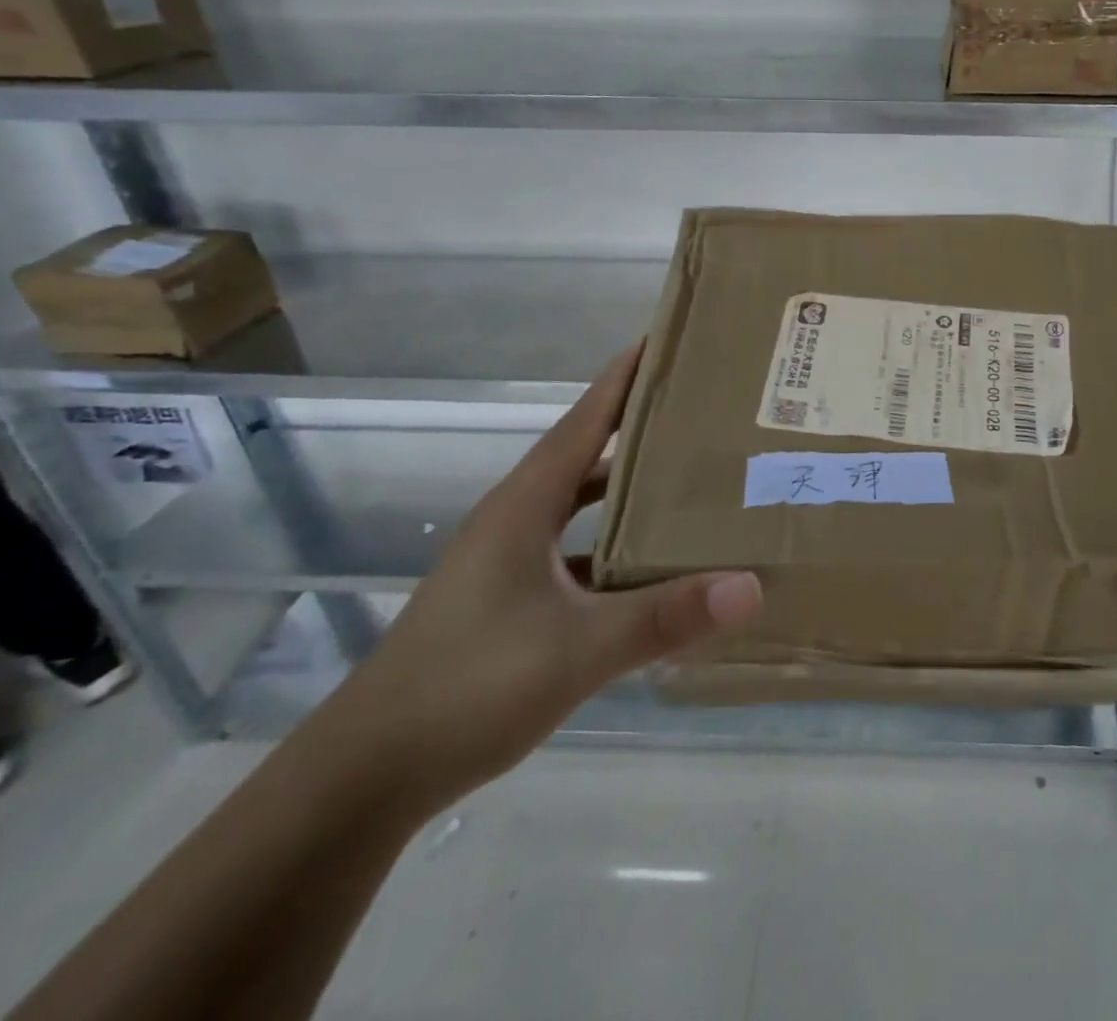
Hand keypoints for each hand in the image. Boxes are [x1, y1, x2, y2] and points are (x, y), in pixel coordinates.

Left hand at [314, 344, 761, 814]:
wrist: (366, 776)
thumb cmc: (469, 687)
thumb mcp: (579, 649)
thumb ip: (665, 616)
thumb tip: (750, 586)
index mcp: (524, 506)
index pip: (584, 421)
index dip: (622, 378)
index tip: (664, 339)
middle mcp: (515, 520)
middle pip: (586, 453)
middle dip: (638, 426)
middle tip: (700, 408)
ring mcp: (508, 562)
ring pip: (581, 506)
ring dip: (627, 488)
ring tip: (689, 476)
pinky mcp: (508, 600)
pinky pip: (576, 551)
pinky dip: (614, 545)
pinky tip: (651, 563)